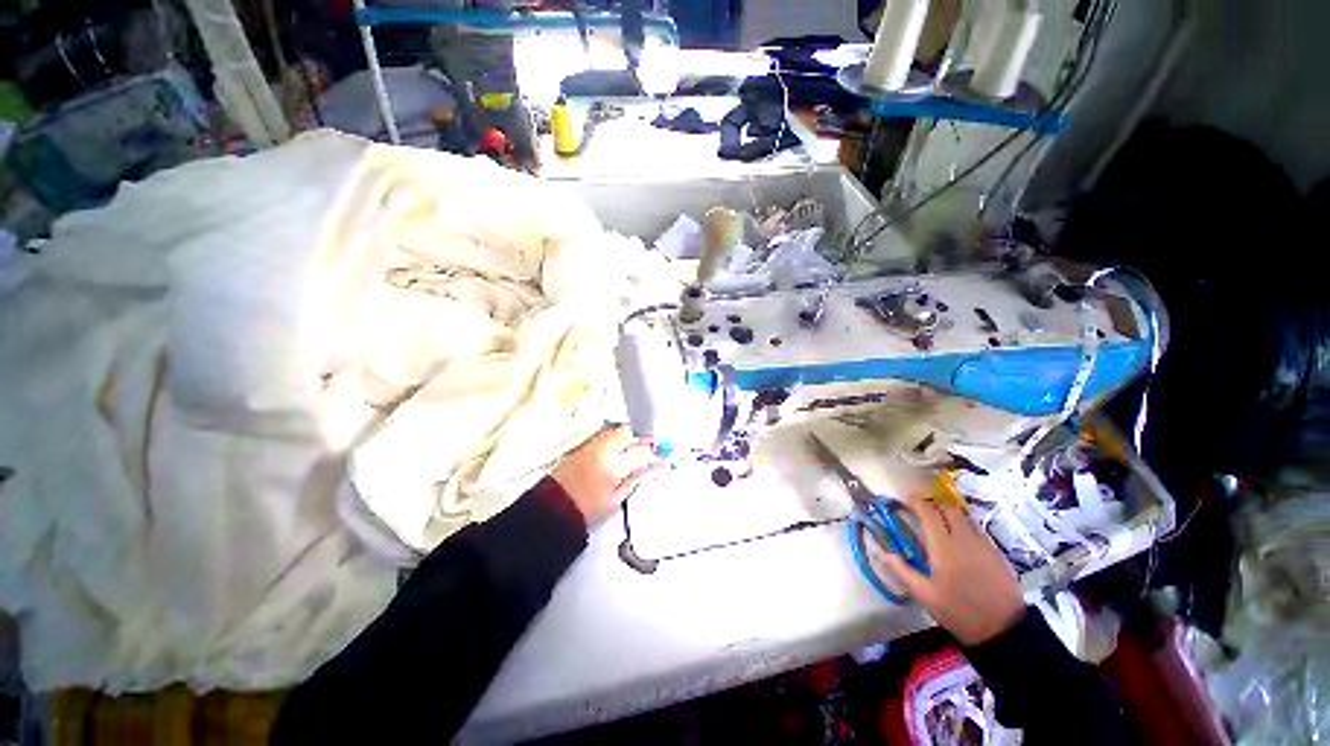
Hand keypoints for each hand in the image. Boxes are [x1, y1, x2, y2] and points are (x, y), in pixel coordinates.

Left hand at [552, 427, 661, 526]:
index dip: (656, 459)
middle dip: (645, 441)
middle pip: (630, 437)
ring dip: (631, 436)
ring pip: (617, 432)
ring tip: (640, 444)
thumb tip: (647, 471)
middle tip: (655, 447)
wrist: (552, 510)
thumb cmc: (584, 511)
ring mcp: (592, 446)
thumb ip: (632, 482)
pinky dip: (617, 436)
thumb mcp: (614, 502)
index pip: (641, 456)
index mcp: (613, 466)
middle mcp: (603, 451)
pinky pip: (605, 434)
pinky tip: (622, 444)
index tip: (664, 462)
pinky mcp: (583, 446)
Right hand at [870, 494, 1025, 645]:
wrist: (1004, 630)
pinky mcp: (997, 552)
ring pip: (965, 516)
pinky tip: (960, 538)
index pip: (928, 512)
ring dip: (949, 512)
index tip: (906, 499)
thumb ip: (903, 571)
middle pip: (948, 508)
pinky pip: (977, 529)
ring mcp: (983, 544)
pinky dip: (964, 525)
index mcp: (943, 546)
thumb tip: (883, 552)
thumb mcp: (925, 595)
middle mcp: (964, 539)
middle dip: (933, 503)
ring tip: (940, 520)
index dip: (916, 502)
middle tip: (921, 509)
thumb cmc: (959, 612)